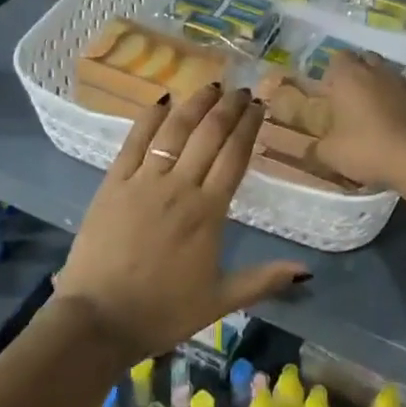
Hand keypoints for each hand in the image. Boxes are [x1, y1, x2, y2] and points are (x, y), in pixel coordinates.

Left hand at [53, 85, 308, 363]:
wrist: (98, 320)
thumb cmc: (163, 312)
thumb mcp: (220, 300)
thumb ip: (264, 280)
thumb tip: (306, 269)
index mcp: (209, 212)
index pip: (235, 156)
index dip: (248, 127)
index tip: (259, 106)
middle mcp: (180, 187)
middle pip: (209, 134)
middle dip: (229, 107)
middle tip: (242, 90)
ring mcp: (143, 181)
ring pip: (175, 130)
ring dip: (196, 104)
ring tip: (211, 86)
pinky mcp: (113, 183)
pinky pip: (134, 141)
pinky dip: (149, 117)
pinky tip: (162, 100)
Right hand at [314, 52, 405, 188]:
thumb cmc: (368, 149)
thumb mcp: (331, 155)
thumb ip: (316, 149)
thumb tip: (309, 150)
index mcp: (350, 76)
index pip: (338, 58)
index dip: (334, 74)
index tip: (332, 94)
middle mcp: (380, 71)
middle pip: (367, 62)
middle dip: (360, 76)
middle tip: (354, 103)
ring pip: (392, 77)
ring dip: (385, 90)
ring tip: (381, 116)